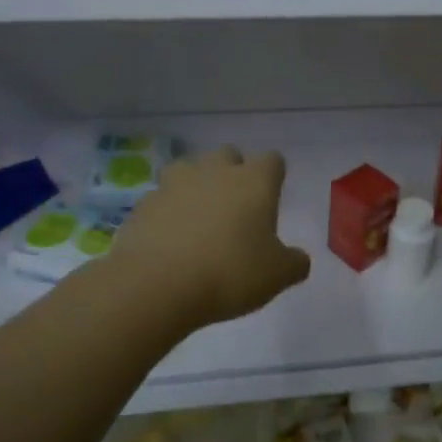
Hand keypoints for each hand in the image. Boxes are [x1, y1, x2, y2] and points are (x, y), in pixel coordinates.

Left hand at [109, 147, 311, 327]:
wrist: (156, 285)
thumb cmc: (229, 273)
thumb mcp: (277, 276)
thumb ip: (294, 263)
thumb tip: (298, 258)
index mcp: (254, 181)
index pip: (272, 160)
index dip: (273, 177)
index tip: (272, 197)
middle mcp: (215, 171)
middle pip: (229, 156)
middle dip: (234, 174)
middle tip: (236, 208)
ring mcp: (175, 183)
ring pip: (190, 169)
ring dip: (197, 186)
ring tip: (200, 217)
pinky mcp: (144, 204)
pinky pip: (163, 198)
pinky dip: (169, 211)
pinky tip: (171, 239)